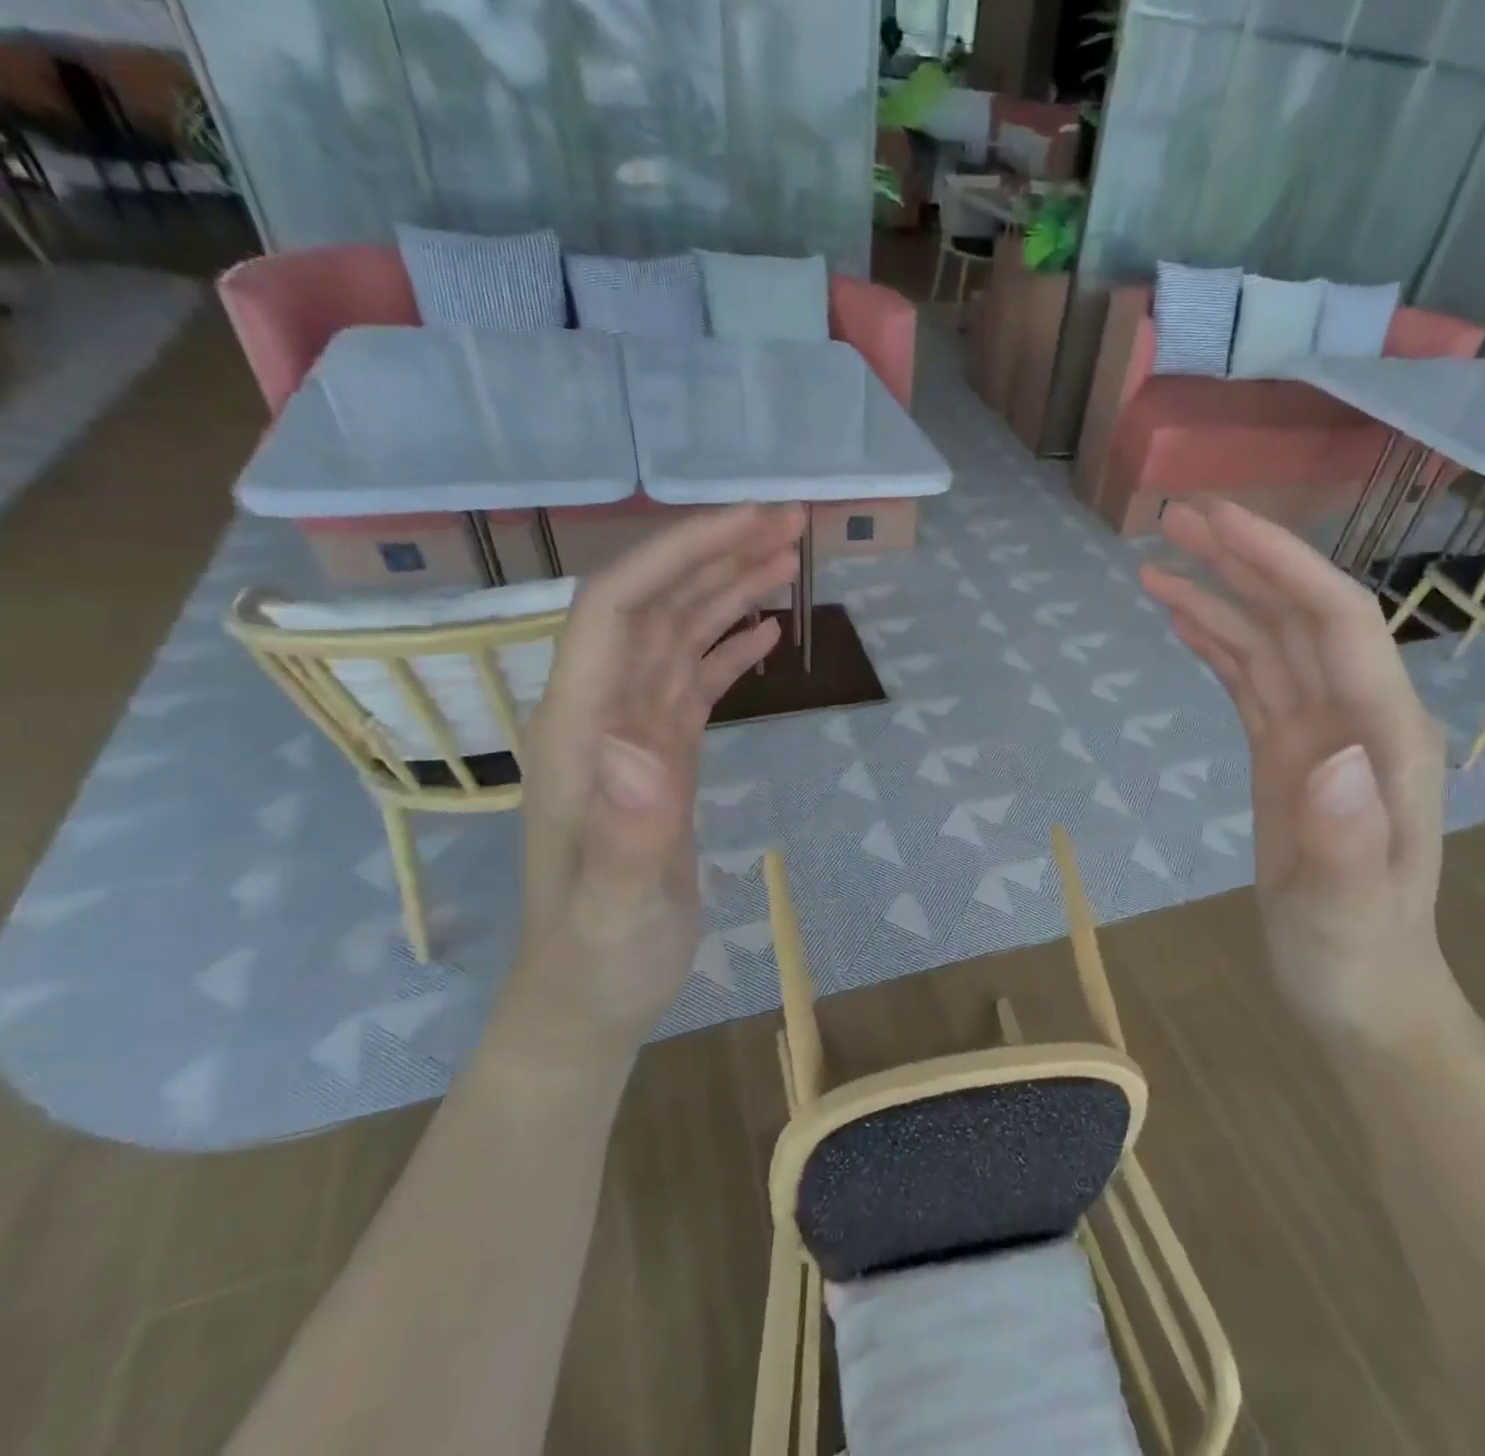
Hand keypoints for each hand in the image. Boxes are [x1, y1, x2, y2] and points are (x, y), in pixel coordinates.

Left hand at [504, 505, 803, 1066]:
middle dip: (715, 555)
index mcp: (580, 729)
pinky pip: (691, 682)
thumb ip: (626, 829)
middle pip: (652, 606)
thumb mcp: (616, 907)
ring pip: (675, 637)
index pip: (619, 608)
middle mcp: (599, 714)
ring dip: (726, 592)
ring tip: (786, 560)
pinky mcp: (658, 759)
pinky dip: (725, 648)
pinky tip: (762, 633)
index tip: (752, 522)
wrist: (588, 997)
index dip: (680, 553)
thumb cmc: (600, 958)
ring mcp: (629, 735)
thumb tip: (642, 745)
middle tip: (791, 525)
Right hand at [1141, 500, 1457, 1041]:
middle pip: (1300, 615)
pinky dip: (1217, 643)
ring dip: (1219, 596)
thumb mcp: (1351, 913)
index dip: (1279, 564)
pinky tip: (1183, 620)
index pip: (1335, 624)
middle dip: (1243, 561)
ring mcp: (1319, 733)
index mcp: (1384, 738)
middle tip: (1174, 519)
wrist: (1363, 991)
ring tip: (1157, 563)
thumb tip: (1328, 754)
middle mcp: (1356, 718)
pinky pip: (1250, 681)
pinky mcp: (1286, 753)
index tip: (1217, 523)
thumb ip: (1350, 839)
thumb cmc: (1359, 956)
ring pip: (1269, 642)